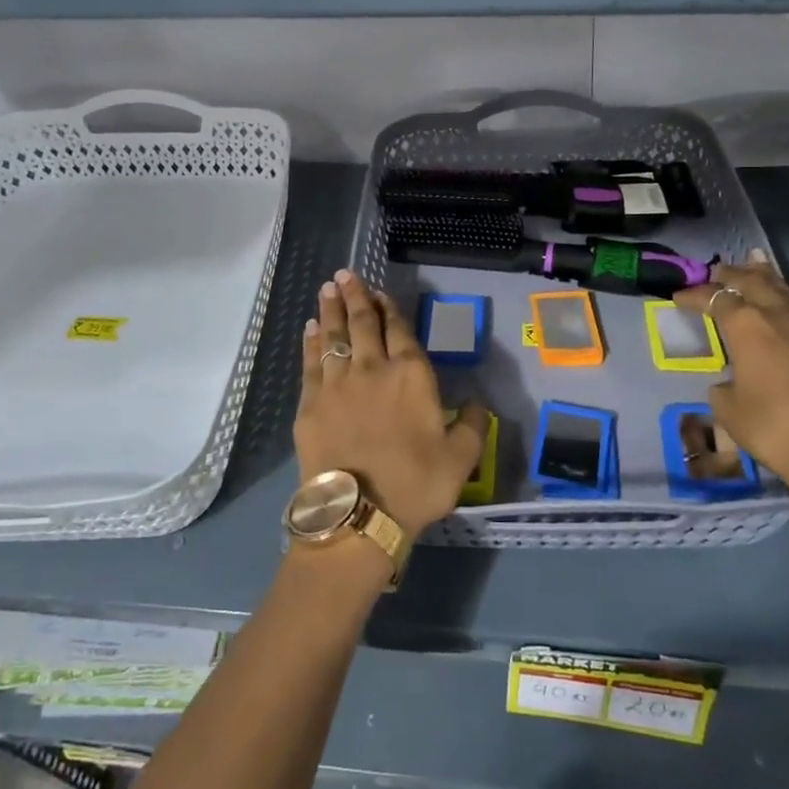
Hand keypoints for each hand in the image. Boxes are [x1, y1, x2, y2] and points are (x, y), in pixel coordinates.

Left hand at [294, 269, 489, 539]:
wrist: (358, 514)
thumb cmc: (415, 484)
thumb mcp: (461, 458)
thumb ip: (472, 425)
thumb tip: (477, 402)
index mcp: (411, 375)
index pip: (399, 330)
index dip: (389, 308)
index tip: (380, 292)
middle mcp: (372, 368)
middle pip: (362, 323)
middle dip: (355, 296)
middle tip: (345, 274)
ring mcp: (337, 383)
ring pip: (333, 336)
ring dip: (331, 310)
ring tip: (328, 288)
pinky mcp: (310, 403)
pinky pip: (310, 362)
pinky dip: (311, 341)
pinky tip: (310, 328)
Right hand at [673, 251, 788, 519]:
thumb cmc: (774, 429)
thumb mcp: (729, 410)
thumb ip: (724, 388)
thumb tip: (731, 383)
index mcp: (745, 327)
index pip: (714, 299)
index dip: (694, 296)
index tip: (678, 298)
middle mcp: (778, 316)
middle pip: (751, 283)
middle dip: (731, 274)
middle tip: (717, 270)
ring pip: (785, 288)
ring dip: (767, 274)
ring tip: (756, 259)